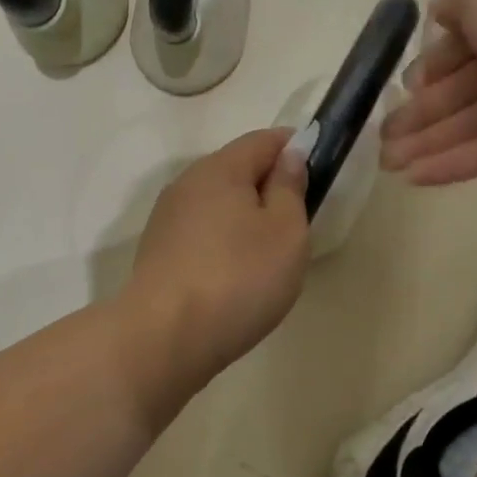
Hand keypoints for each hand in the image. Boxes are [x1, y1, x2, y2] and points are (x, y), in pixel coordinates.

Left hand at [127, 129, 310, 384]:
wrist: (165, 337)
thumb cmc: (239, 278)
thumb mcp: (285, 231)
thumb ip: (290, 187)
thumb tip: (289, 154)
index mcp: (220, 168)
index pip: (263, 139)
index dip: (294, 147)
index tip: (319, 169)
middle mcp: (187, 183)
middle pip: (236, 169)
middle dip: (269, 185)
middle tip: (298, 220)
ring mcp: (167, 218)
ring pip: (217, 202)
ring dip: (245, 216)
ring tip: (268, 253)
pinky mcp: (158, 250)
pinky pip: (201, 231)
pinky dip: (223, 240)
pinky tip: (234, 273)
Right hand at [381, 0, 476, 182]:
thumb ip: (455, 0)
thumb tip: (437, 15)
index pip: (459, 46)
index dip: (430, 66)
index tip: (405, 87)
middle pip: (456, 91)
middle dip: (416, 113)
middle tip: (382, 138)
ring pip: (463, 126)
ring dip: (423, 144)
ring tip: (386, 163)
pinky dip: (447, 166)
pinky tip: (411, 178)